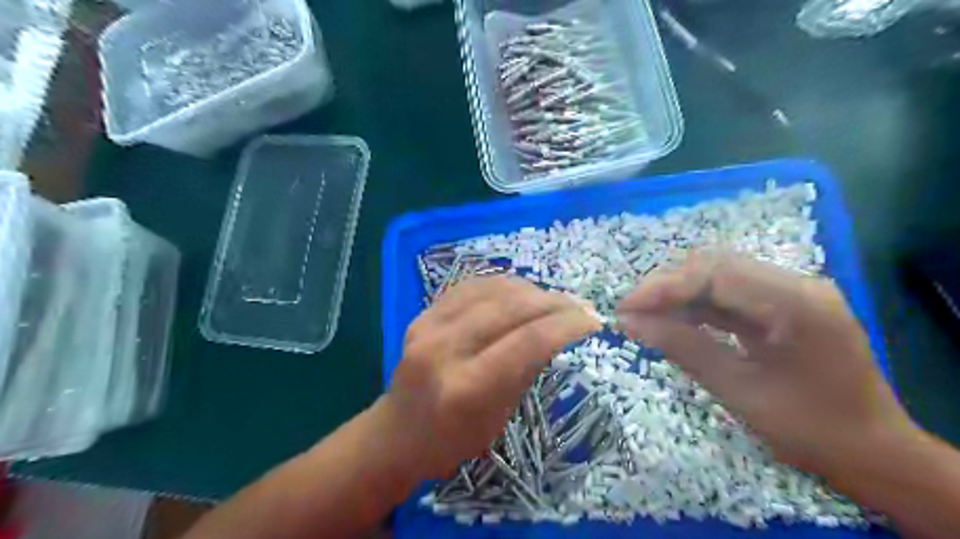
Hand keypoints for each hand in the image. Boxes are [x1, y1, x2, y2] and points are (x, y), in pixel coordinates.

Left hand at [379, 277, 596, 480]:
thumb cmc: (451, 441)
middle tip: (579, 305)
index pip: (526, 342)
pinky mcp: (422, 314)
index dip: (565, 325)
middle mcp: (444, 349)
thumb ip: (525, 371)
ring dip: (531, 289)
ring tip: (553, 299)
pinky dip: (502, 285)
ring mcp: (427, 326)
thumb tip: (557, 333)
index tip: (592, 320)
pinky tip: (521, 292)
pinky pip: (470, 286)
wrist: (396, 433)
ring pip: (491, 289)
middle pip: (510, 308)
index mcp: (466, 388)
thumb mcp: (498, 418)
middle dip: (553, 302)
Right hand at [614, 251, 913, 478]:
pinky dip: (697, 307)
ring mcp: (791, 293)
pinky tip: (673, 322)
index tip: (625, 308)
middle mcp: (797, 285)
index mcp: (797, 303)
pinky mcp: (783, 306)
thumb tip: (629, 323)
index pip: (716, 273)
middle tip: (631, 313)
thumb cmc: (811, 430)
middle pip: (716, 266)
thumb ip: (682, 348)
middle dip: (667, 286)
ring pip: (719, 277)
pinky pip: (730, 296)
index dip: (664, 286)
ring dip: (678, 295)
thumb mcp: (739, 391)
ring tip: (644, 317)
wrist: (874, 455)